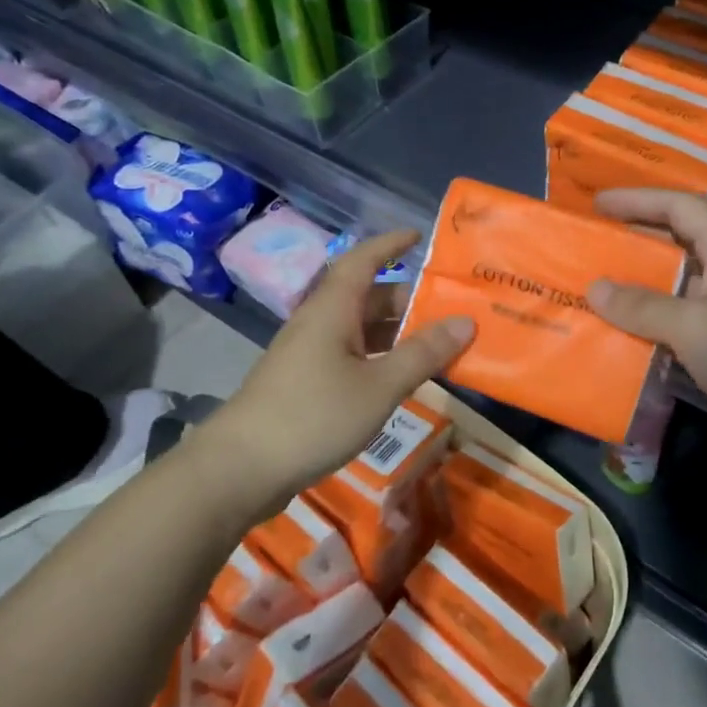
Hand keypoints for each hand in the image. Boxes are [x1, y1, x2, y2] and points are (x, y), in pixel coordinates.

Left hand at [215, 230, 475, 511]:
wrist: (240, 469)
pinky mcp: (305, 382)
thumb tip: (466, 321)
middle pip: (368, 296)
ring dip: (397, 332)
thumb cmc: (314, 415)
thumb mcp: (379, 386)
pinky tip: (401, 378)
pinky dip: (380, 358)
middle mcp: (320, 322)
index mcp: (333, 308)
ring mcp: (309, 354)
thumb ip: (423, 354)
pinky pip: (351, 356)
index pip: (364, 260)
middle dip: (408, 299)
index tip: (420, 236)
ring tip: (438, 344)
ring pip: (360, 329)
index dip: (391, 244)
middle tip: (450, 309)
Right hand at [587, 189, 706, 464]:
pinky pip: (675, 327)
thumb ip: (642, 306)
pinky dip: (647, 327)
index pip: (682, 207)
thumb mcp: (695, 324)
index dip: (639, 200)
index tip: (597, 205)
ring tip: (591, 288)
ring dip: (635, 289)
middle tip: (589, 245)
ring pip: (672, 289)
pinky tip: (614, 335)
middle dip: (633, 242)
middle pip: (675, 245)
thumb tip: (595, 288)